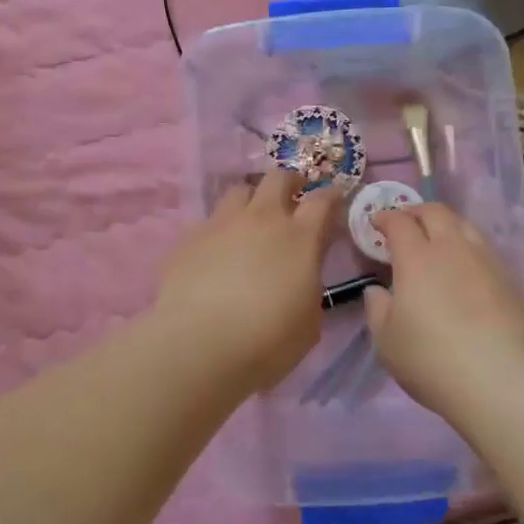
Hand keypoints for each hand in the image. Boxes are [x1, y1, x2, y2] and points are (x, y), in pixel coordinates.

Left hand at [152, 171, 341, 390]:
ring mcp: (222, 224)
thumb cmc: (266, 341)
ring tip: (251, 221)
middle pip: (278, 178)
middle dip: (290, 183)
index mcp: (300, 238)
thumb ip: (309, 288)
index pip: (322, 200)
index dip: (331, 196)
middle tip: (293, 198)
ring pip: (240, 191)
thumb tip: (301, 278)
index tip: (335, 200)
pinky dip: (221, 230)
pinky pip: (210, 221)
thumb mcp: (308, 323)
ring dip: (252, 200)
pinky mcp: (189, 238)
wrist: (197, 345)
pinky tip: (217, 253)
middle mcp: (262, 219)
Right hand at [364, 203, 523, 417]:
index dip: (385, 218)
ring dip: (446, 225)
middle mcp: (453, 248)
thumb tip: (378, 289)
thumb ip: (377, 308)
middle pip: (436, 212)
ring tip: (438, 240)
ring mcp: (486, 261)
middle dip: (417, 211)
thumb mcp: (387, 341)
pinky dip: (468, 247)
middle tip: (406, 223)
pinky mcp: (510, 279)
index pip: (399, 222)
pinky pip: (484, 249)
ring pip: (465, 225)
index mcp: (417, 258)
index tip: (377, 223)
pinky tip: (465, 267)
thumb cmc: (432, 360)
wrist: (501, 381)